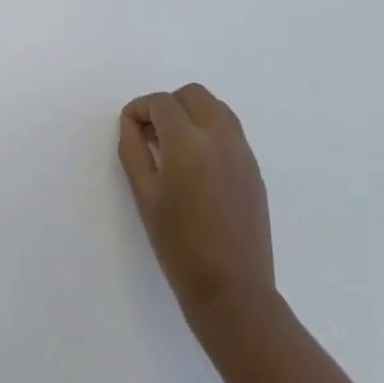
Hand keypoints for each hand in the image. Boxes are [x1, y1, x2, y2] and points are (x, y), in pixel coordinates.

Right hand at [117, 84, 275, 322]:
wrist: (231, 288)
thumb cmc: (178, 245)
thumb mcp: (144, 196)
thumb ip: (134, 151)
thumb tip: (132, 125)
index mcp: (188, 142)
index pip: (162, 103)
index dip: (140, 109)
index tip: (129, 128)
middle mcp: (220, 136)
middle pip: (193, 94)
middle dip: (168, 105)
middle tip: (151, 134)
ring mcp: (242, 151)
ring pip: (216, 108)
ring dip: (191, 114)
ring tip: (173, 147)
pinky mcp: (254, 168)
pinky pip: (230, 131)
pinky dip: (210, 131)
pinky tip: (196, 165)